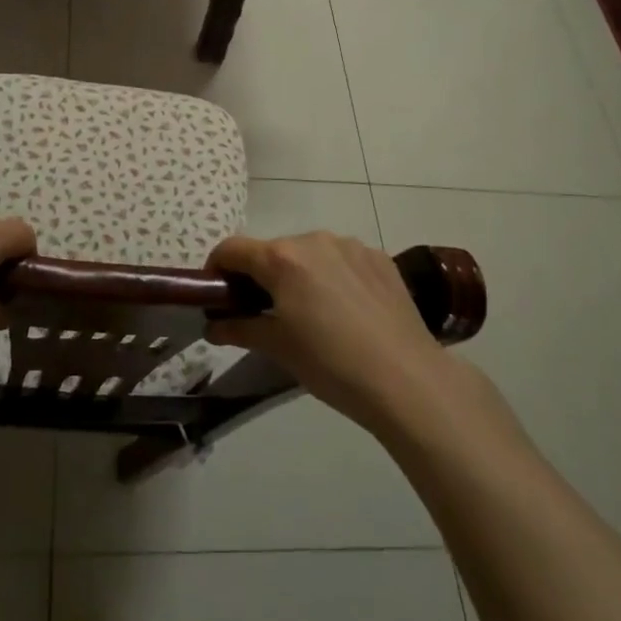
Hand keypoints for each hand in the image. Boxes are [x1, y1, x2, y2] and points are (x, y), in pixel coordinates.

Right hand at [206, 232, 458, 434]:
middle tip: (265, 313)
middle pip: (272, 251)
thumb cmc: (331, 365)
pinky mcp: (379, 258)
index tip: (217, 294)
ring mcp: (350, 246)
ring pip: (309, 254)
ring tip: (312, 314)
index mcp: (281, 258)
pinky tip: (347, 312)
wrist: (407, 380)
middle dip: (261, 276)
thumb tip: (212, 325)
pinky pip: (342, 260)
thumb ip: (239, 329)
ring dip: (299, 275)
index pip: (232, 249)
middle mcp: (313, 240)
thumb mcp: (278, 349)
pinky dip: (333, 277)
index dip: (217, 269)